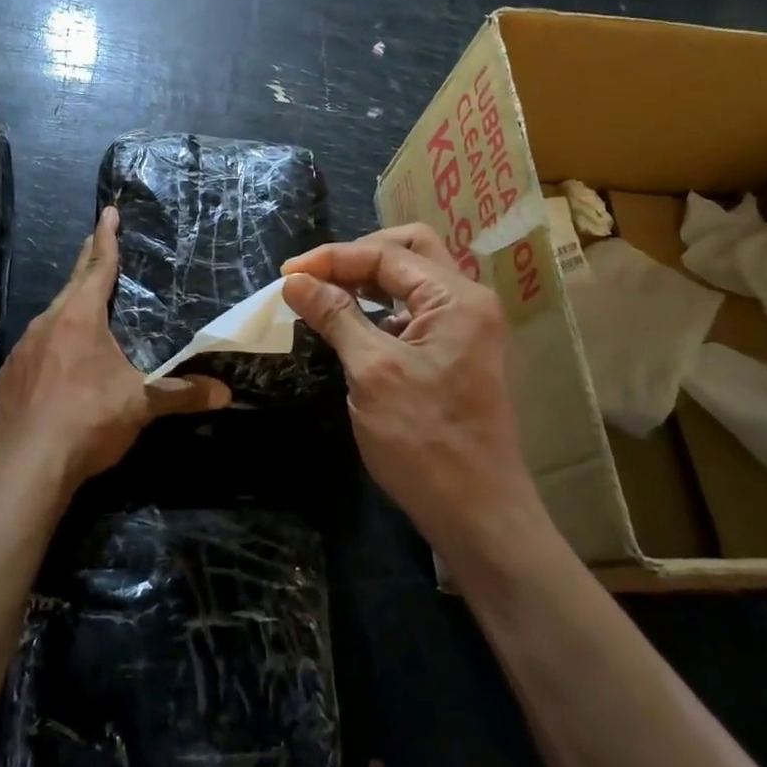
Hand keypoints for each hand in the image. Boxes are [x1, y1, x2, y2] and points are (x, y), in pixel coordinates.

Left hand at [0, 206, 229, 494]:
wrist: (26, 465)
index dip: (107, 238)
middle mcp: (48, 322)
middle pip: (73, 282)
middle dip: (88, 261)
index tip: (109, 212)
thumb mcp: (141, 405)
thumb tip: (225, 393)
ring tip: (86, 307)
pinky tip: (60, 361)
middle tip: (100, 241)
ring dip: (70, 306)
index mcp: (80, 317)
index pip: (98, 266)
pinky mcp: (10, 375)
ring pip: (52, 316)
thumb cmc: (88, 421)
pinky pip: (36, 346)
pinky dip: (53, 342)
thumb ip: (183, 394)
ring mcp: (23, 348)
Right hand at [282, 224, 536, 553]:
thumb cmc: (424, 441)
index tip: (287, 275)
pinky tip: (353, 325)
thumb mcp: (372, 372)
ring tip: (325, 295)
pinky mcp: (458, 353)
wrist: (478, 515)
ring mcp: (467, 328)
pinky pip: (416, 311)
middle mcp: (468, 302)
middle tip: (315, 277)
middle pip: (409, 251)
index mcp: (456, 298)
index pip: (386, 255)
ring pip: (413, 279)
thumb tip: (295, 281)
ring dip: (369, 281)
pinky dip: (382, 308)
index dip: (333, 258)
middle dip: (357, 257)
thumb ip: (335, 316)